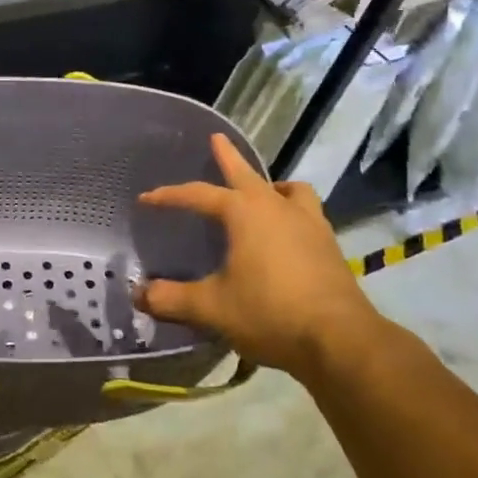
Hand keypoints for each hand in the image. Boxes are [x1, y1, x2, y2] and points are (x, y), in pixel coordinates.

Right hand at [136, 133, 388, 381]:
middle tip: (217, 139)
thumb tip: (138, 295)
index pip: (198, 195)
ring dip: (271, 186)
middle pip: (246, 174)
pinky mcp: (328, 245)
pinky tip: (287, 233)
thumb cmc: (269, 313)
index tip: (146, 199)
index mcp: (244, 213)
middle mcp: (276, 207)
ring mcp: (309, 223)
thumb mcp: (211, 308)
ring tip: (263, 192)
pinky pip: (307, 213)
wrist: (339, 339)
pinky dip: (292, 212)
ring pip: (288, 190)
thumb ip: (171, 299)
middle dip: (228, 157)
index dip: (169, 196)